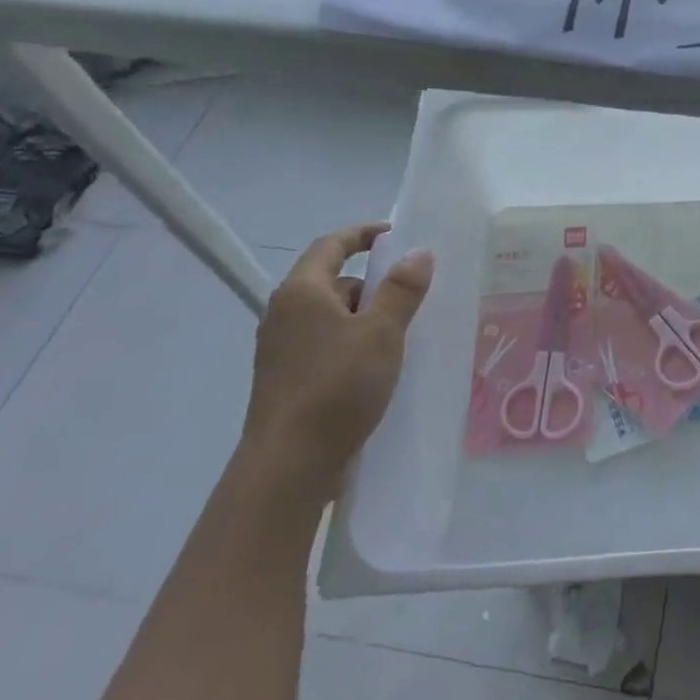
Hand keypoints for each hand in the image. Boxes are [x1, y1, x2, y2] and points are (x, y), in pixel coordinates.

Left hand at [243, 224, 433, 502]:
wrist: (289, 466)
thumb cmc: (336, 386)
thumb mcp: (381, 332)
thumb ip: (401, 289)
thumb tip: (418, 252)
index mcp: (301, 292)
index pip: (331, 244)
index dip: (363, 234)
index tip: (396, 235)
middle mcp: (283, 314)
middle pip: (333, 283)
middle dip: (373, 285)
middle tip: (412, 296)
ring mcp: (281, 350)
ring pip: (331, 318)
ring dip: (365, 319)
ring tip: (403, 335)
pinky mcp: (287, 381)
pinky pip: (326, 347)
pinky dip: (353, 345)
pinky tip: (379, 368)